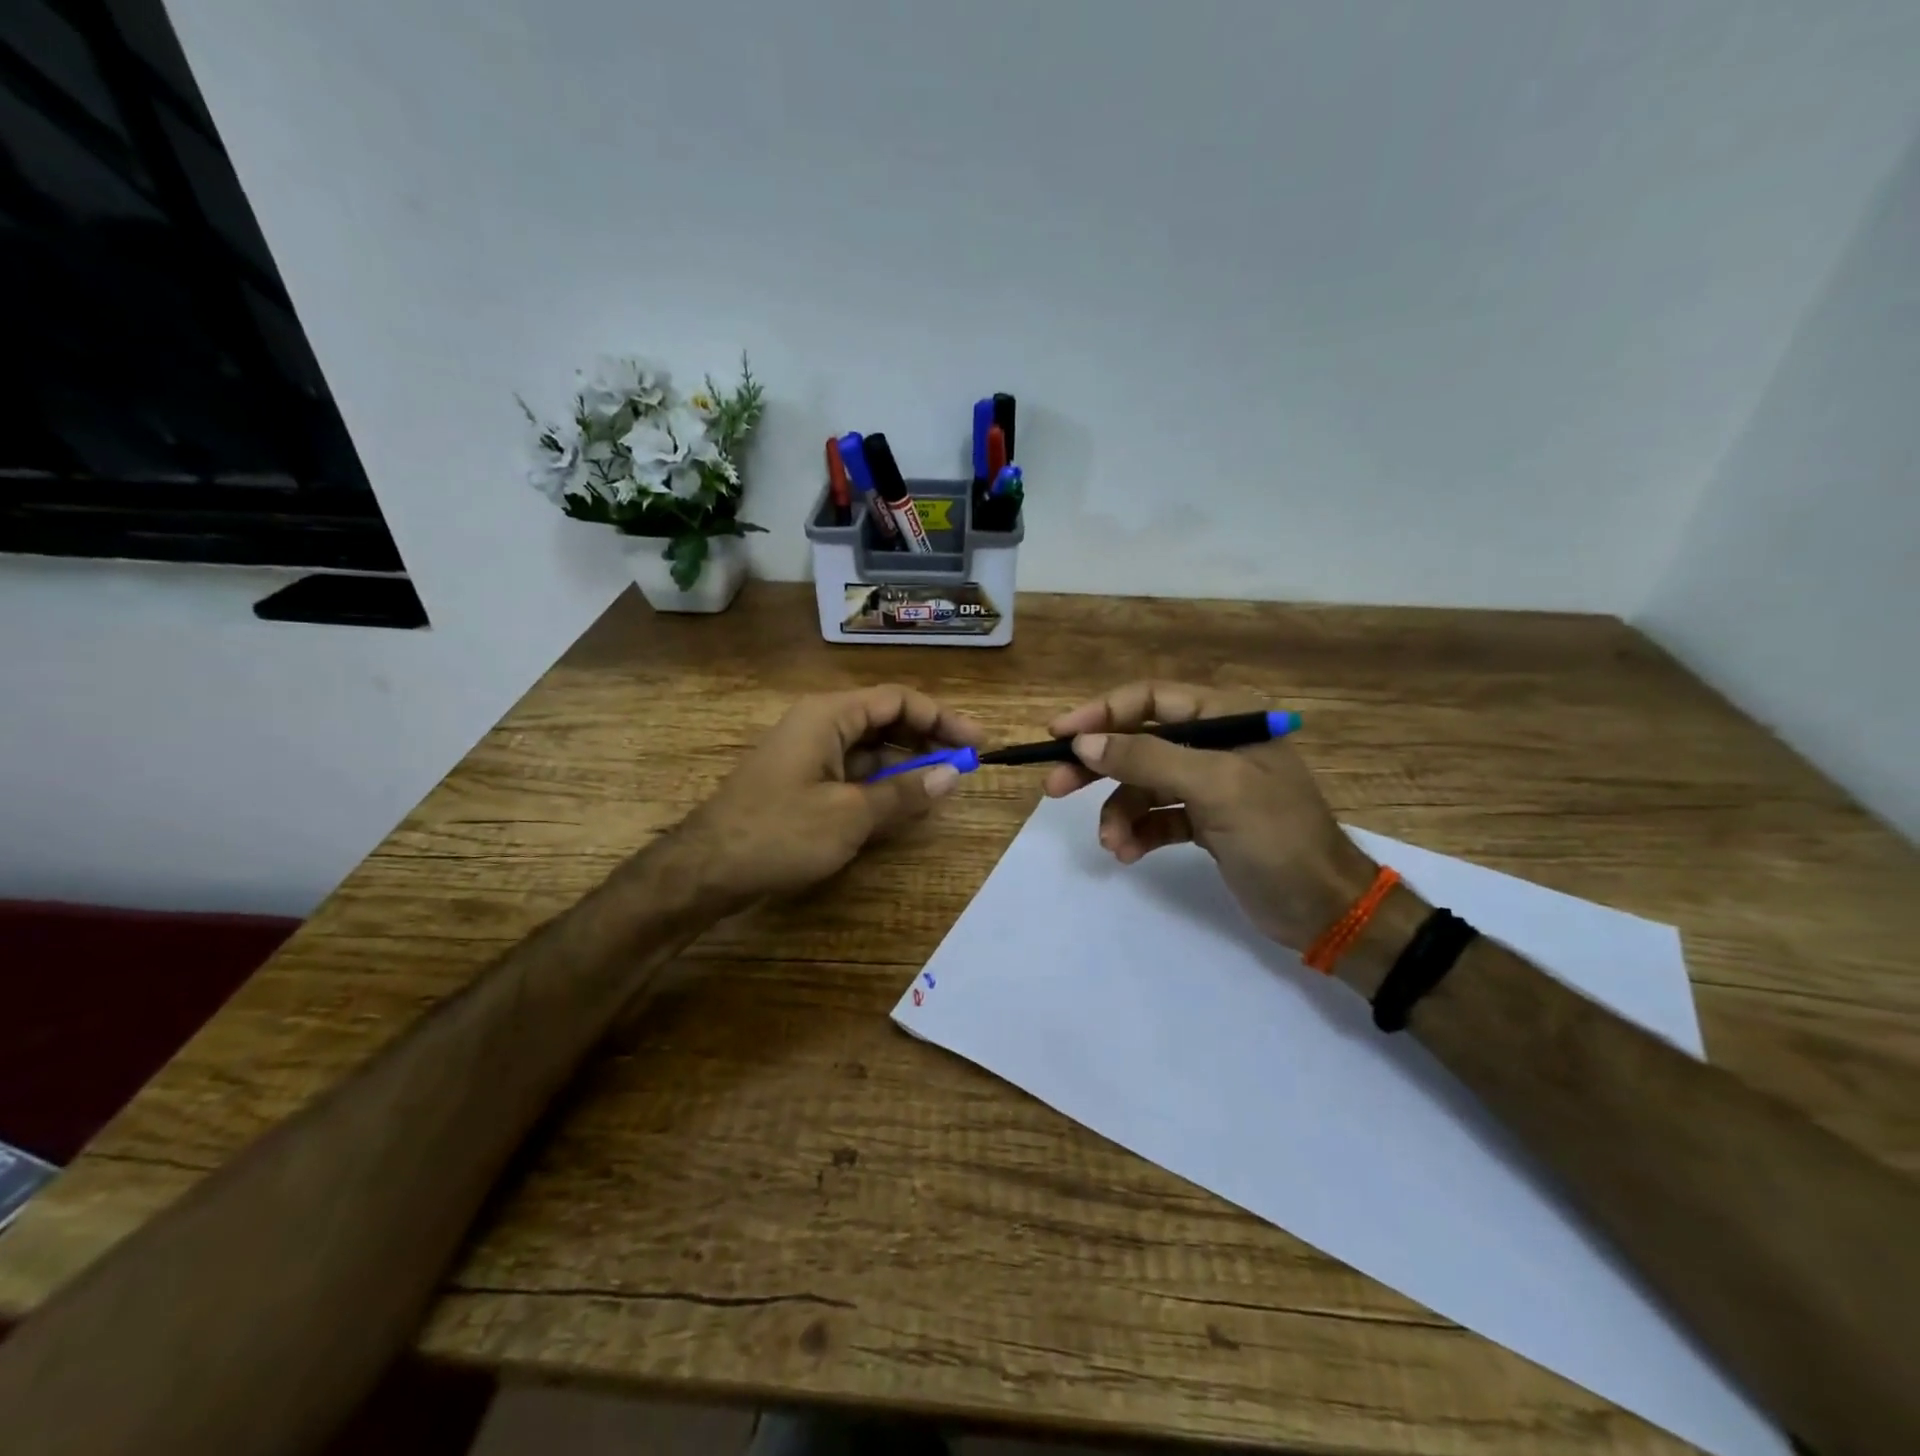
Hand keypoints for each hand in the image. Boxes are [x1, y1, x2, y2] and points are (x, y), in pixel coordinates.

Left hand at [673, 684, 982, 910]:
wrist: (707, 868)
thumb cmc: (780, 832)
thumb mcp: (850, 815)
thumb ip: (903, 792)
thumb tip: (950, 776)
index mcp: (829, 715)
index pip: (898, 700)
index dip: (942, 718)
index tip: (977, 743)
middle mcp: (819, 724)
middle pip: (885, 720)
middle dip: (927, 740)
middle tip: (964, 765)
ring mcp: (809, 753)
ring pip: (870, 748)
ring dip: (906, 763)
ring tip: (941, 786)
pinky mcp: (803, 781)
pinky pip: (852, 771)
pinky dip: (881, 783)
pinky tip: (903, 802)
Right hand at [1042, 681, 1376, 951]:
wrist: (1325, 909)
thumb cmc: (1277, 837)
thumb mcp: (1216, 788)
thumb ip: (1148, 758)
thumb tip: (1084, 742)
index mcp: (1226, 718)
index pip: (1150, 700)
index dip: (1101, 713)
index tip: (1058, 736)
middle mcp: (1214, 744)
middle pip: (1138, 741)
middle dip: (1098, 766)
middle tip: (1054, 786)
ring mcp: (1209, 784)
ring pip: (1142, 784)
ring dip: (1119, 812)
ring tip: (1112, 843)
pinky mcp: (1204, 820)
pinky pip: (1156, 816)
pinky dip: (1138, 832)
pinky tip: (1129, 853)